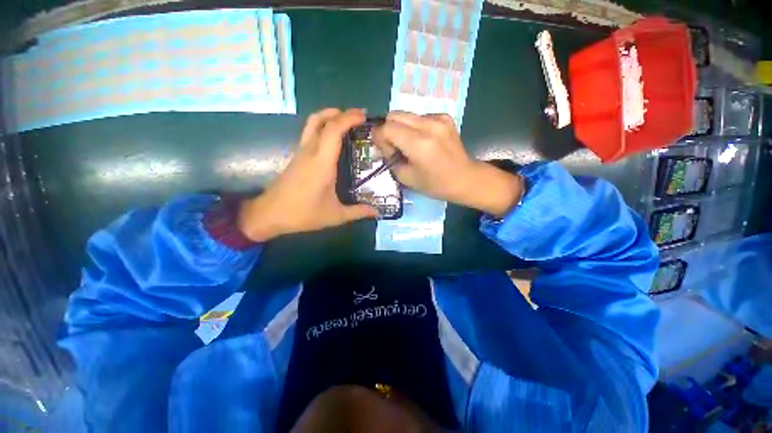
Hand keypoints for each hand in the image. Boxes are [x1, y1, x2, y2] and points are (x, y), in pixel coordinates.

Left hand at [237, 108, 377, 241]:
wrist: (269, 215)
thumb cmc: (303, 214)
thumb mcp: (335, 216)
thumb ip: (358, 212)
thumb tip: (377, 213)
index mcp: (322, 163)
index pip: (333, 130)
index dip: (348, 118)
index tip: (363, 116)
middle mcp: (310, 152)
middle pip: (321, 120)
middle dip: (341, 113)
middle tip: (359, 116)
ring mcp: (301, 153)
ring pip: (312, 124)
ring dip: (329, 117)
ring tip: (346, 121)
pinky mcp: (296, 157)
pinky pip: (309, 134)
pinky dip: (323, 128)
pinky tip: (333, 140)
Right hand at [373, 112, 523, 216]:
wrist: (465, 178)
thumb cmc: (435, 184)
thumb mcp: (406, 178)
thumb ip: (390, 159)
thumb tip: (383, 146)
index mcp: (419, 144)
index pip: (387, 128)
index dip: (379, 137)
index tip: (382, 149)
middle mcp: (428, 125)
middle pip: (395, 114)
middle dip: (388, 129)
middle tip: (393, 146)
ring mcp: (439, 118)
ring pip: (406, 114)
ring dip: (401, 128)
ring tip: (409, 145)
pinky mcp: (445, 117)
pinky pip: (420, 117)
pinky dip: (414, 127)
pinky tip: (423, 141)